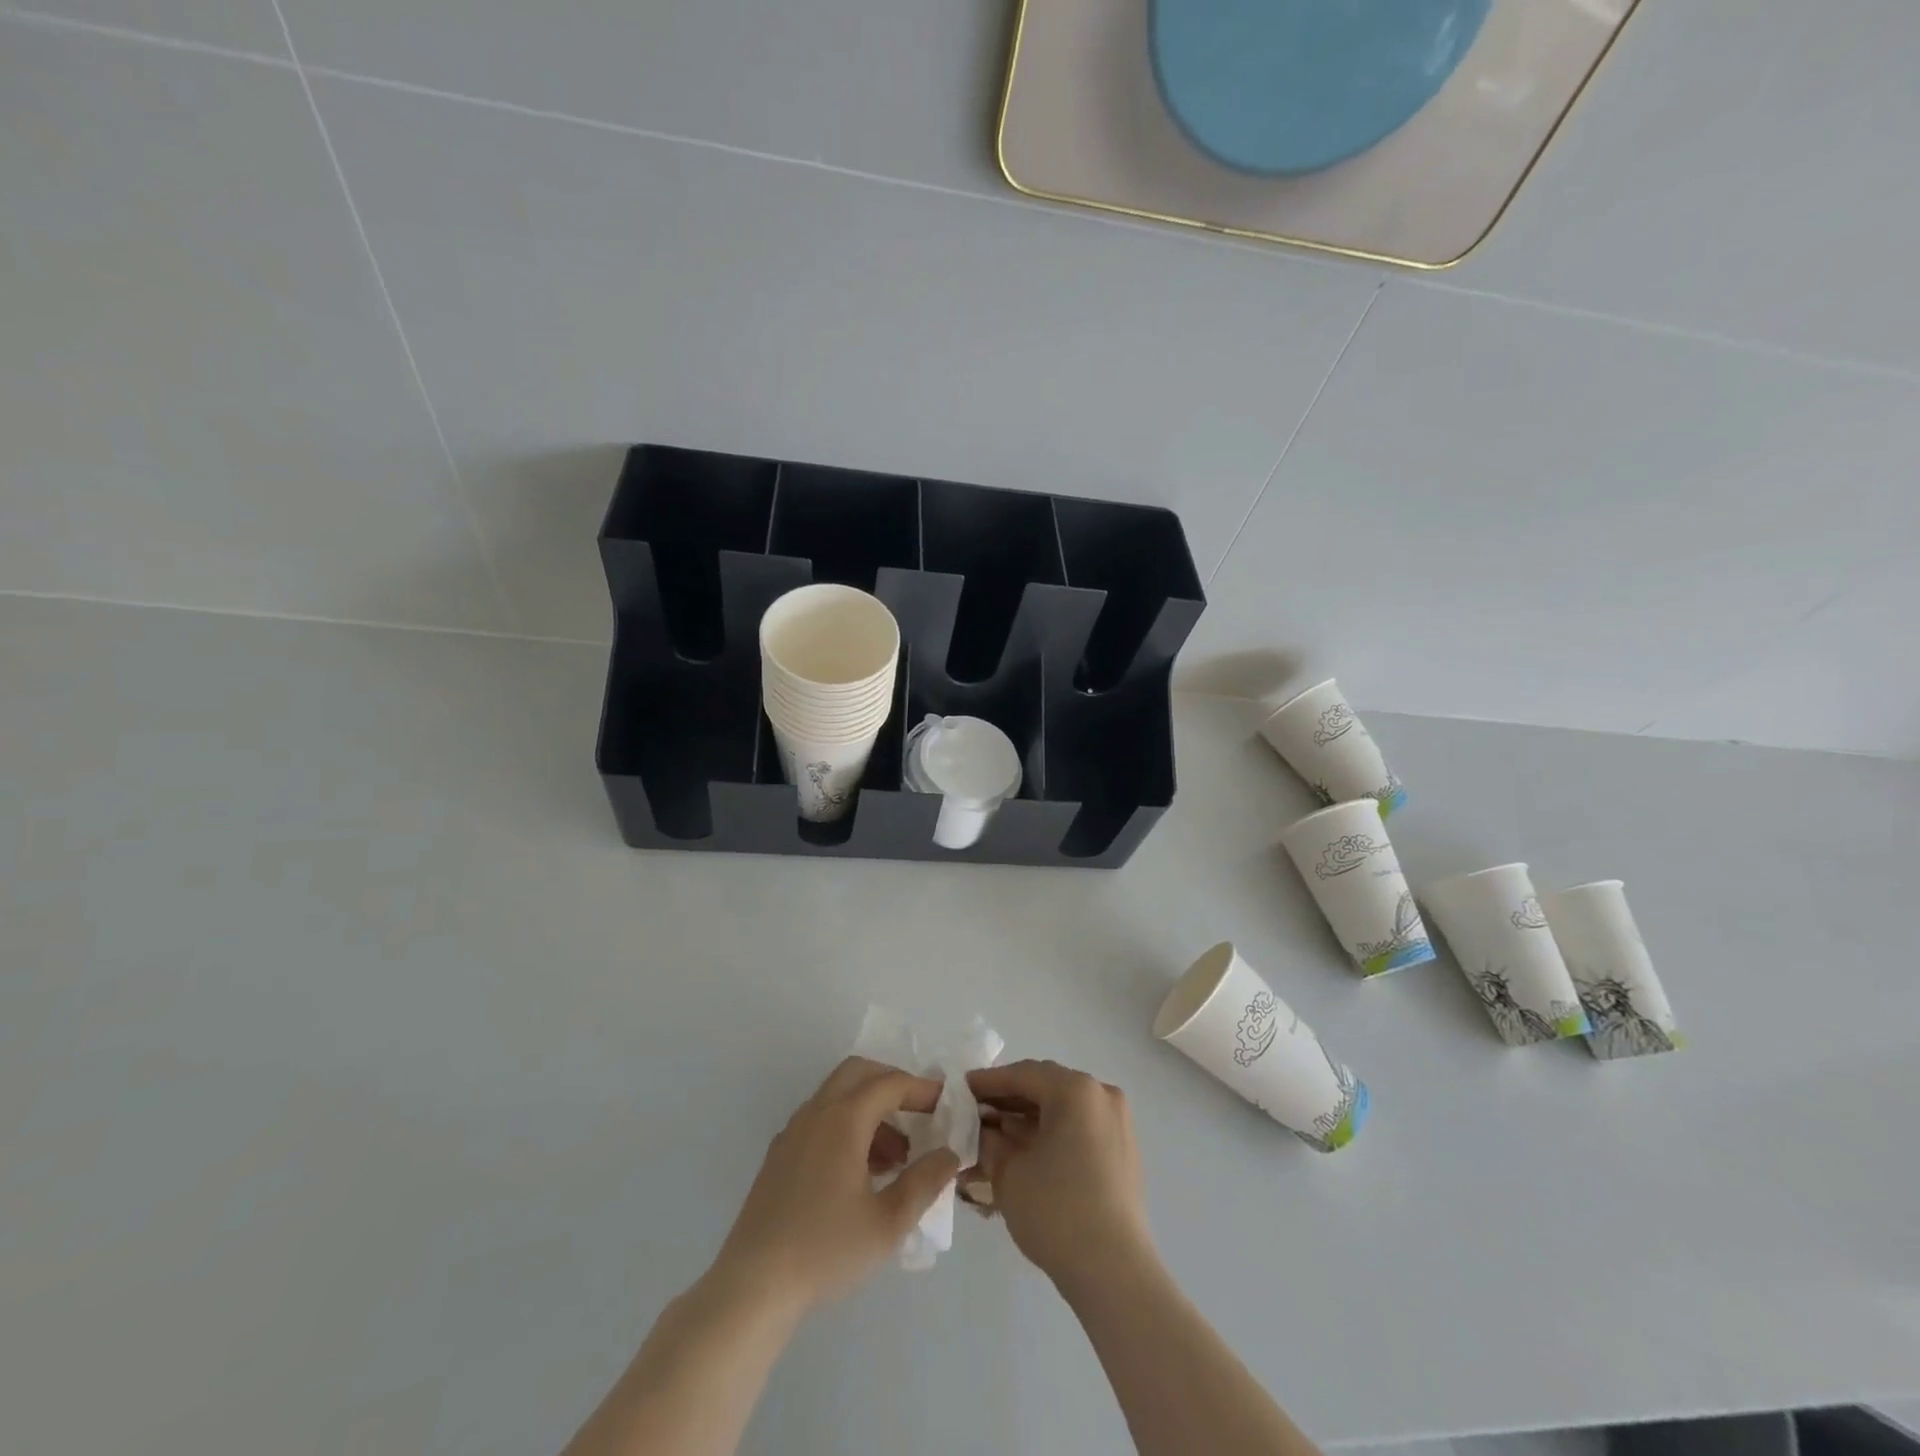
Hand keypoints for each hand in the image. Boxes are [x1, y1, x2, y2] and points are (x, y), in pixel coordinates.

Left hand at [713, 1056, 960, 1310]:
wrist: (752, 1286)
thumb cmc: (825, 1250)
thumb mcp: (888, 1222)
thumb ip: (924, 1182)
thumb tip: (949, 1154)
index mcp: (843, 1118)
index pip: (890, 1083)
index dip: (921, 1089)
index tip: (946, 1104)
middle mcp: (816, 1112)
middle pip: (859, 1073)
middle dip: (892, 1084)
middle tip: (919, 1113)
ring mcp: (793, 1131)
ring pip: (838, 1097)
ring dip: (871, 1110)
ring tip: (897, 1157)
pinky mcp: (780, 1155)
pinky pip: (821, 1120)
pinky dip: (848, 1126)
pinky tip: (861, 1173)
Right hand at [964, 1060, 1154, 1294]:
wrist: (1114, 1273)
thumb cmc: (1056, 1212)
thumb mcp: (1008, 1171)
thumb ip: (989, 1138)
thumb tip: (981, 1127)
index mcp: (1076, 1090)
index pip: (1022, 1074)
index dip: (987, 1082)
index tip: (959, 1090)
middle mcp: (1101, 1095)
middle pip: (1045, 1087)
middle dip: (1008, 1099)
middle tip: (974, 1114)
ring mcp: (1117, 1122)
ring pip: (1062, 1107)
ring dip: (1028, 1117)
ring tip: (994, 1135)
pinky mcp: (1122, 1149)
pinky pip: (1079, 1126)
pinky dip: (1051, 1132)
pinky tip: (1025, 1150)